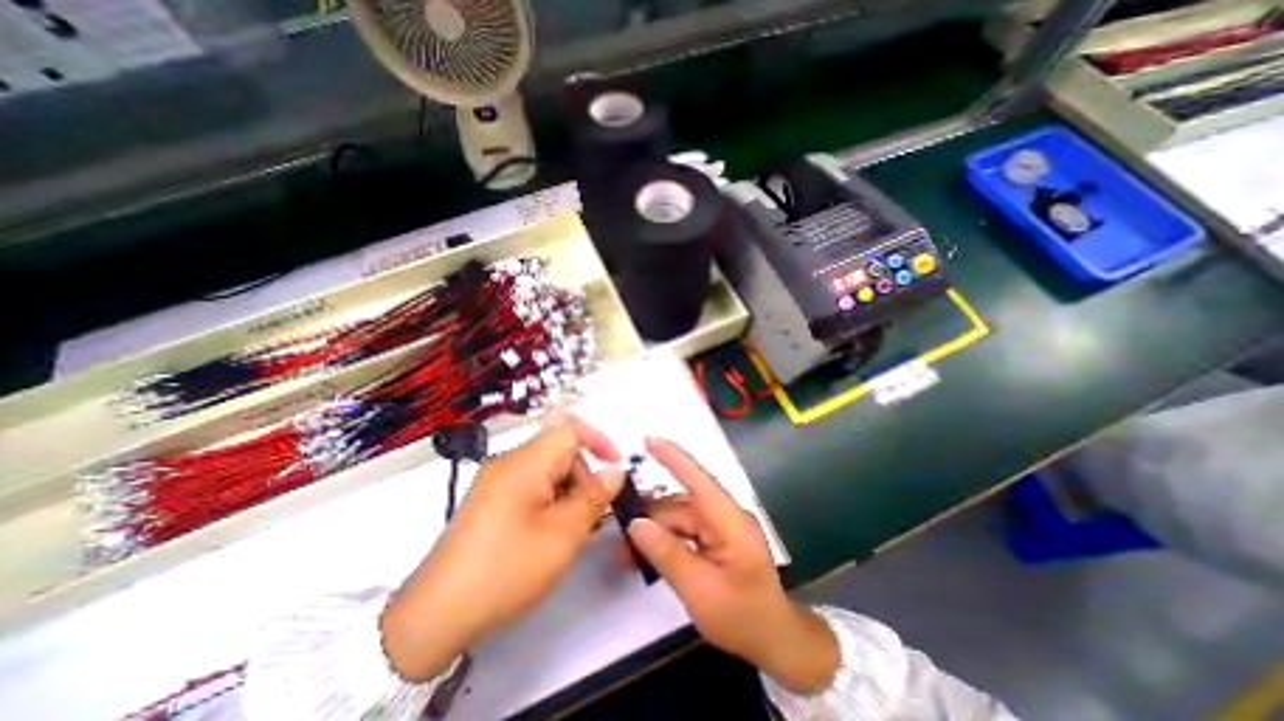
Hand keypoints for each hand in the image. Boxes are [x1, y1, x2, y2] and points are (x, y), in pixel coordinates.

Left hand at [378, 410, 624, 677]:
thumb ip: (593, 498)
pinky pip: (531, 485)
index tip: (614, 466)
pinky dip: (550, 500)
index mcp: (524, 462)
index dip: (597, 439)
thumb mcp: (561, 535)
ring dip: (567, 490)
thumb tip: (614, 472)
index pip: (568, 427)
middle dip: (582, 474)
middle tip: (590, 513)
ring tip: (570, 529)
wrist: (434, 616)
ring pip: (547, 470)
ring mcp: (496, 481)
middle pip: (559, 450)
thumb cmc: (505, 569)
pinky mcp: (491, 499)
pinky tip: (550, 532)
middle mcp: (508, 462)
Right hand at [625, 436, 843, 694]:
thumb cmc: (743, 616)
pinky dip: (665, 540)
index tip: (648, 440)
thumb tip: (636, 524)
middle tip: (617, 535)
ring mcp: (721, 526)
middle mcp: (724, 516)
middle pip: (680, 505)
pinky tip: (644, 554)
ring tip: (625, 552)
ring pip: (679, 518)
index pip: (698, 480)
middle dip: (649, 516)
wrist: (774, 639)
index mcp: (729, 521)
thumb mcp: (700, 591)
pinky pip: (684, 531)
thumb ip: (667, 554)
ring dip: (653, 531)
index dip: (673, 458)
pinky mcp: (716, 538)